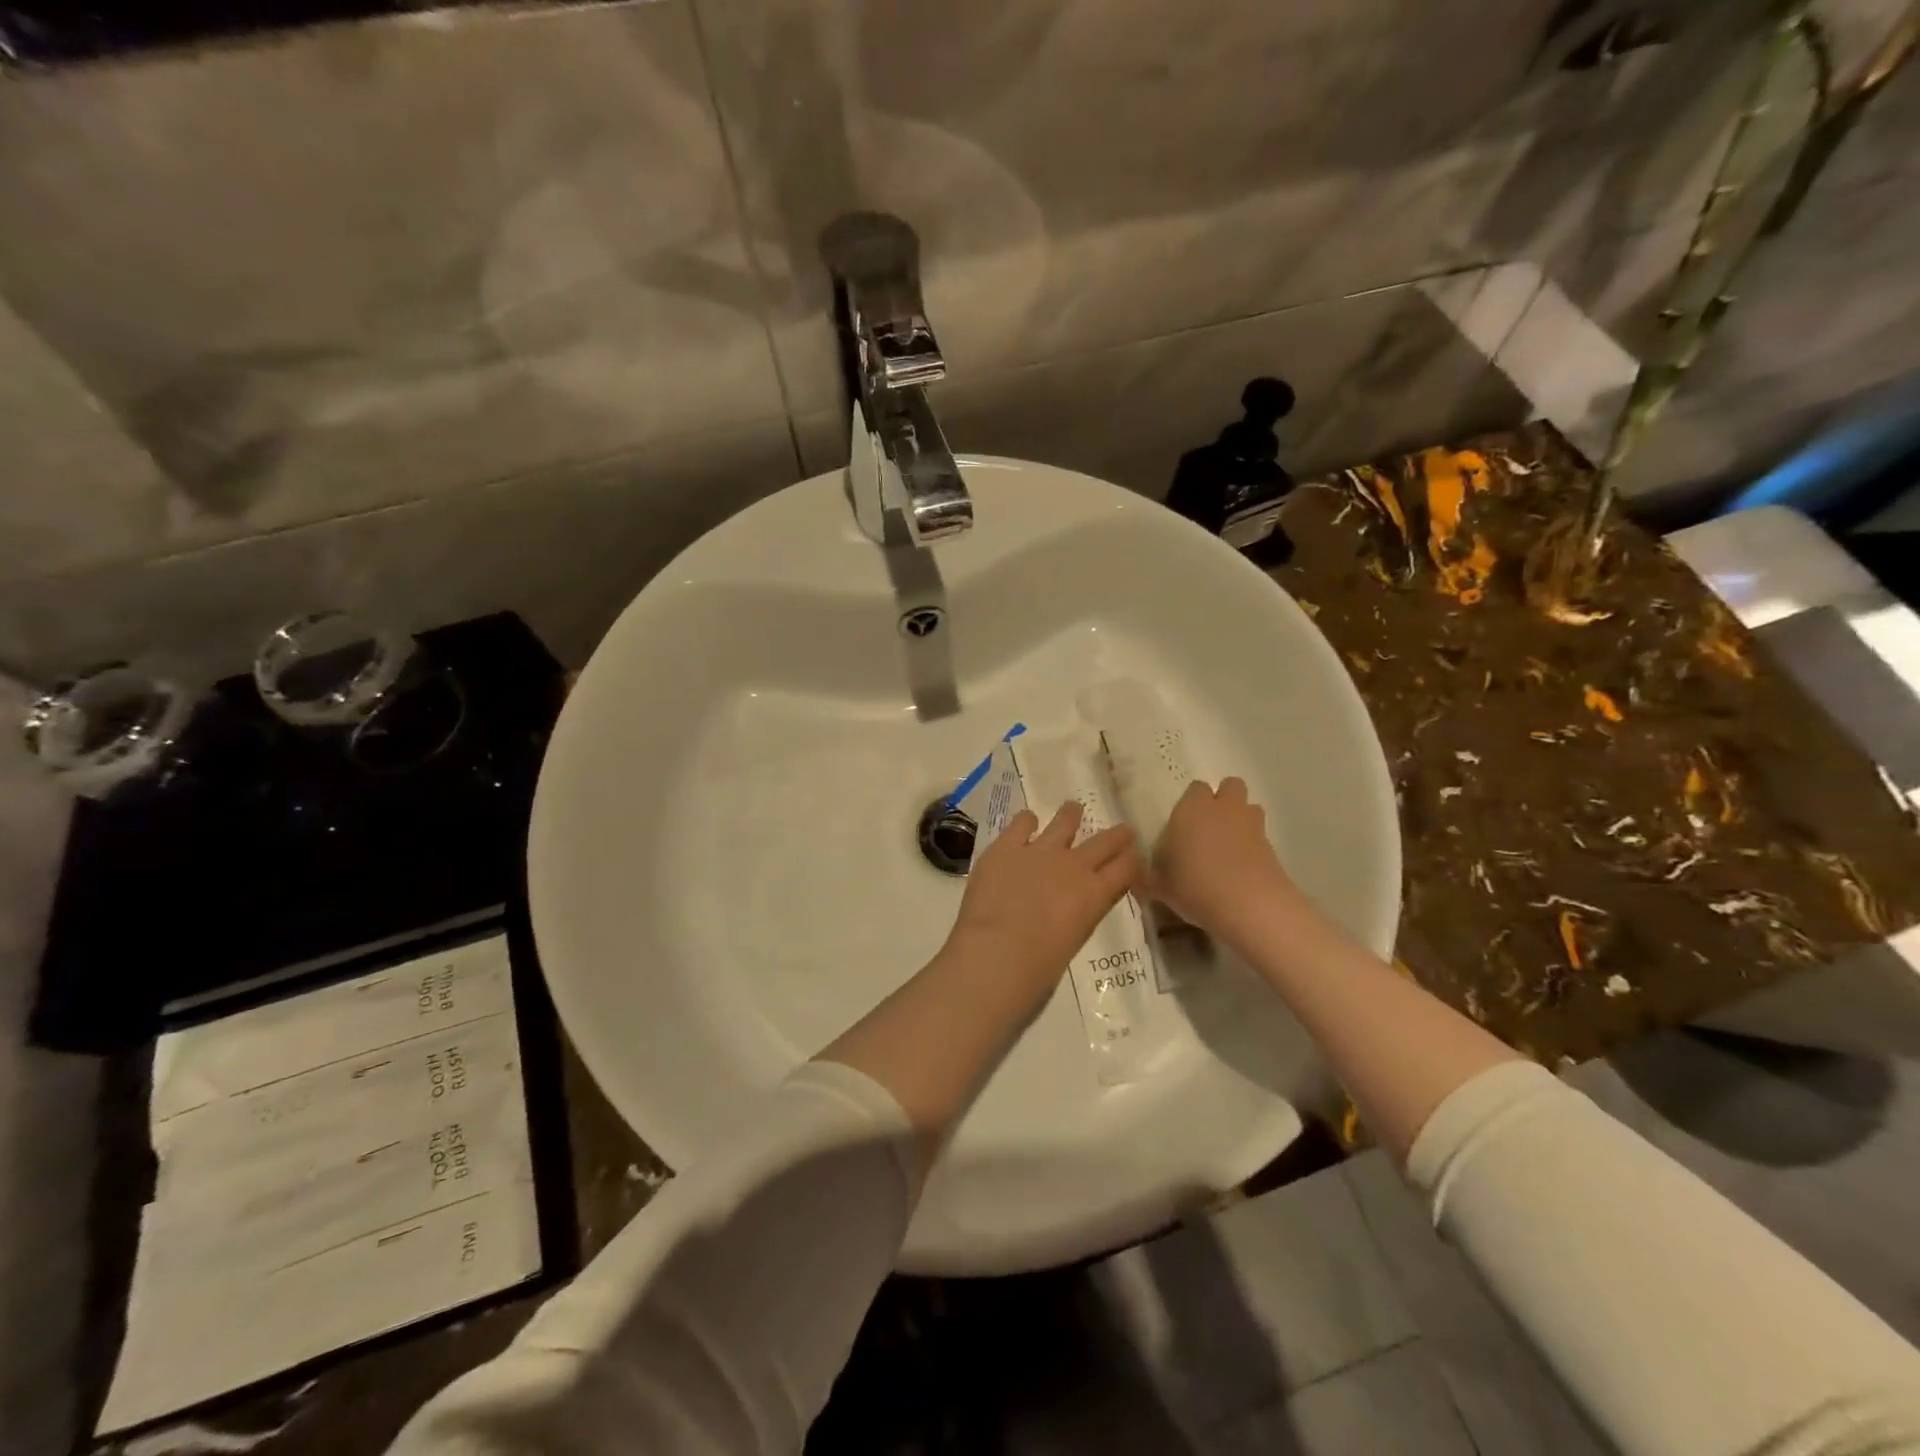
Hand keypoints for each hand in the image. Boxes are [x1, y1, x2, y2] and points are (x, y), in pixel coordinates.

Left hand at [941, 802, 1141, 1011]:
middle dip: (1117, 835)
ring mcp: (1039, 851)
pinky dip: (1026, 821)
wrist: (996, 954)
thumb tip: (1075, 905)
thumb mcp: (1074, 939)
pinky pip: (1022, 823)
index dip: (1133, 861)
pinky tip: (1027, 822)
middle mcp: (1073, 865)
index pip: (1127, 868)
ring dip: (1070, 816)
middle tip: (1123, 830)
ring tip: (1073, 809)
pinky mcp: (1006, 846)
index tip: (1134, 857)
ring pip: (1064, 821)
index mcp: (1095, 894)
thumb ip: (1080, 915)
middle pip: (1105, 841)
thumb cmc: (1038, 968)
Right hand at [1149, 778, 1292, 938]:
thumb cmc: (1194, 887)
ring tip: (1228, 846)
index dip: (1190, 804)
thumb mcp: (1159, 886)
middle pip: (1230, 786)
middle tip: (1208, 828)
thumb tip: (1140, 878)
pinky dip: (1252, 845)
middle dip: (1222, 801)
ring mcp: (1251, 825)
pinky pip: (1260, 835)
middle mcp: (1223, 808)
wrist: (1248, 906)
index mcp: (1191, 809)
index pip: (1194, 789)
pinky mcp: (1272, 846)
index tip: (1182, 826)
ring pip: (1249, 807)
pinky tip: (1241, 869)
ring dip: (1240, 819)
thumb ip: (1149, 877)